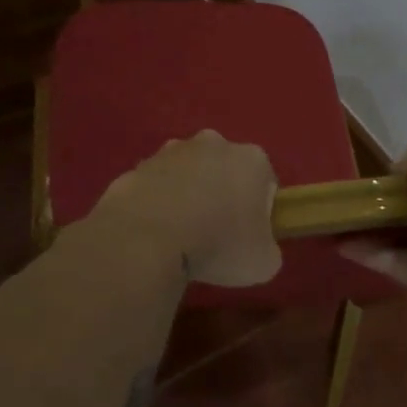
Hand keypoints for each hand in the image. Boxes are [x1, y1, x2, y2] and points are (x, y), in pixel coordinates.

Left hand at [93, 130, 282, 286]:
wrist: (147, 238)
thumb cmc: (218, 245)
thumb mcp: (263, 263)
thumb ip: (267, 248)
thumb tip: (257, 247)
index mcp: (251, 159)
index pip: (264, 182)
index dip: (259, 212)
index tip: (247, 236)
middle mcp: (213, 143)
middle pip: (224, 170)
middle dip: (221, 194)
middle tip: (215, 234)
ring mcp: (171, 151)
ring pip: (188, 173)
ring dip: (187, 195)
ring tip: (180, 234)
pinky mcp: (139, 165)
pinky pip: (156, 185)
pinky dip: (157, 203)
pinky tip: (154, 231)